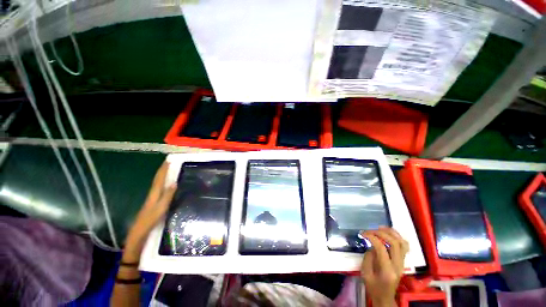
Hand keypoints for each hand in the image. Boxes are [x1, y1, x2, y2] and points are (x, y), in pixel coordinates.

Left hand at [123, 162, 175, 261]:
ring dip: (162, 175)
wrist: (138, 234)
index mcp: (154, 194)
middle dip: (162, 170)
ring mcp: (152, 199)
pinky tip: (165, 184)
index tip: (168, 160)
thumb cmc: (150, 221)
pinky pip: (158, 189)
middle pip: (157, 179)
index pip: (159, 179)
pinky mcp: (152, 203)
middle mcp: (152, 194)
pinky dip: (162, 183)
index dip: (163, 170)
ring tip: (168, 169)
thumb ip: (167, 196)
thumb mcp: (160, 209)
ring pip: (157, 183)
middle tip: (168, 162)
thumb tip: (174, 182)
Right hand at [360, 227, 408, 306]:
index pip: (382, 248)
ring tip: (380, 227)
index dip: (372, 237)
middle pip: (394, 243)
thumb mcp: (365, 273)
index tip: (363, 233)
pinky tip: (389, 234)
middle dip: (380, 233)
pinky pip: (404, 246)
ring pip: (402, 243)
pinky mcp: (403, 261)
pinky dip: (397, 237)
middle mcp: (398, 265)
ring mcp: (402, 263)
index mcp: (387, 270)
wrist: (385, 297)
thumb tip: (372, 245)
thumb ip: (368, 257)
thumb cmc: (373, 286)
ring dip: (391, 233)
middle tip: (370, 231)